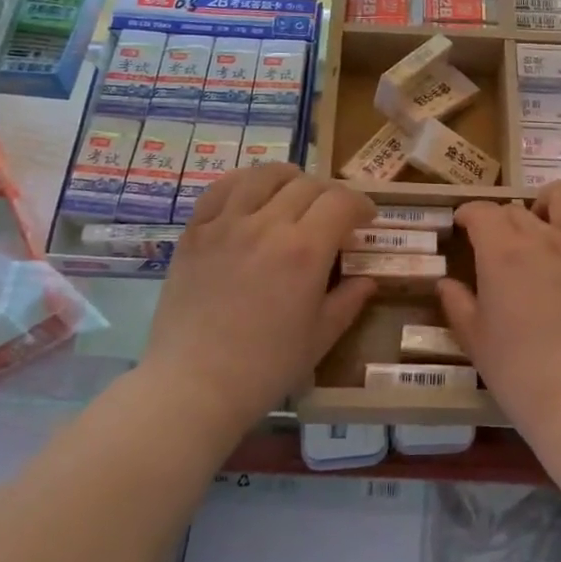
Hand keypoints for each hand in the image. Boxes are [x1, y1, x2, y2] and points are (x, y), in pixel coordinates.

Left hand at [144, 163, 376, 436]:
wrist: (193, 386)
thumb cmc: (264, 368)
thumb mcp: (320, 338)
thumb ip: (348, 301)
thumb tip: (367, 280)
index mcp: (305, 251)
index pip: (341, 201)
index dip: (361, 204)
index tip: (366, 219)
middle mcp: (267, 225)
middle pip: (308, 184)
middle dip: (330, 194)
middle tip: (334, 214)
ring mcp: (226, 224)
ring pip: (264, 175)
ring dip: (289, 178)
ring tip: (294, 193)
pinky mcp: (195, 232)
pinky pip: (221, 188)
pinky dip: (243, 182)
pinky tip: (251, 194)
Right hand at [438, 180, 560, 424]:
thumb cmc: (518, 370)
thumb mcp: (474, 339)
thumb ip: (457, 303)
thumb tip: (445, 283)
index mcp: (501, 251)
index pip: (482, 211)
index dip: (470, 215)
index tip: (465, 227)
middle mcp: (542, 235)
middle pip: (517, 209)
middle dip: (504, 222)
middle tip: (503, 248)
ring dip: (552, 204)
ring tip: (550, 227)